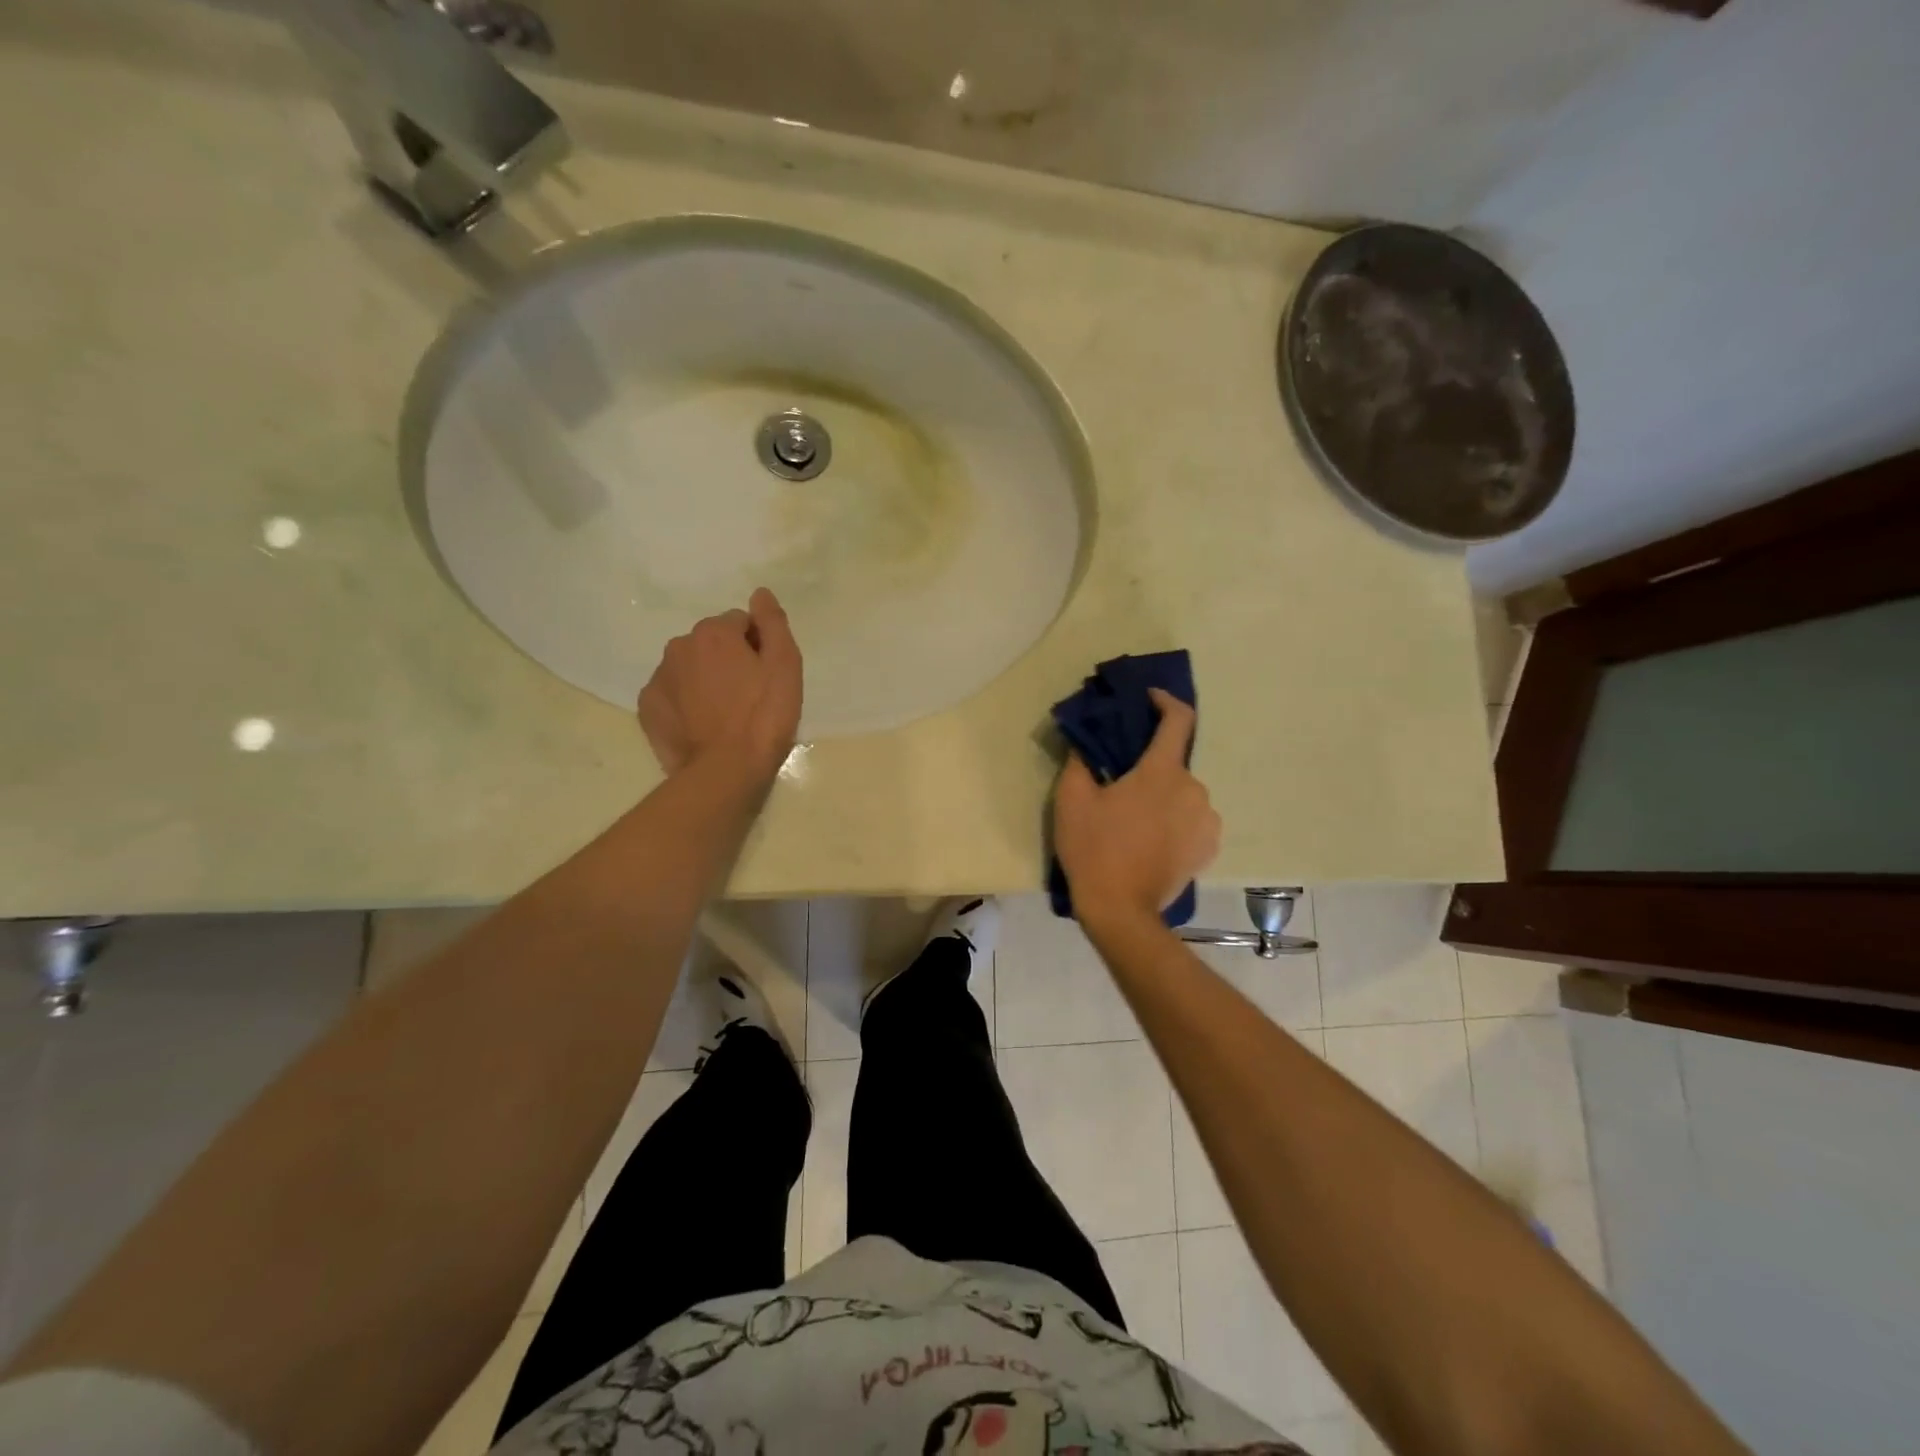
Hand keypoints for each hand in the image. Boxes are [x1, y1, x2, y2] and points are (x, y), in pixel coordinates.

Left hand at [637, 588, 802, 782]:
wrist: (725, 770)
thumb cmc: (764, 716)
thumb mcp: (785, 666)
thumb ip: (773, 623)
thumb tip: (760, 593)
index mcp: (714, 633)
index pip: (740, 623)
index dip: (757, 647)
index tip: (766, 676)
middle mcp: (679, 646)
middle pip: (711, 643)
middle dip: (727, 660)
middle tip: (748, 696)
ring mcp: (659, 678)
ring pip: (689, 667)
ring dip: (705, 680)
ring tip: (724, 714)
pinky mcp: (647, 708)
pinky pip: (671, 694)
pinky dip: (684, 702)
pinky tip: (701, 725)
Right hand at [1053, 689, 1220, 922]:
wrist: (1121, 910)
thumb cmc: (1094, 848)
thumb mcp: (1072, 799)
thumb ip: (1081, 760)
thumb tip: (1086, 741)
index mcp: (1163, 771)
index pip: (1178, 720)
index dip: (1166, 702)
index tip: (1149, 699)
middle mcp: (1195, 789)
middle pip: (1173, 763)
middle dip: (1150, 767)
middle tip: (1120, 784)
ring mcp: (1207, 821)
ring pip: (1183, 794)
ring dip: (1162, 797)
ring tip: (1134, 819)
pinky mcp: (1208, 848)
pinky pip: (1192, 821)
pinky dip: (1174, 821)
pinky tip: (1151, 840)